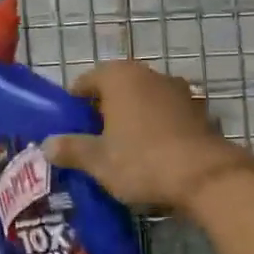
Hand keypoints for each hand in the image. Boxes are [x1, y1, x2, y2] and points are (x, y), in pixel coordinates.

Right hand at [44, 59, 249, 212]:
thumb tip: (47, 145)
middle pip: (116, 88)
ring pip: (143, 101)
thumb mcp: (98, 160)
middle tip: (93, 139)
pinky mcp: (199, 112)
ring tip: (124, 148)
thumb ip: (71, 149)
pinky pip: (167, 116)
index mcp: (119, 76)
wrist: (206, 178)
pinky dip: (157, 128)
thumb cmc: (142, 161)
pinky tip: (154, 154)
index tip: (69, 127)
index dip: (74, 103)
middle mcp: (148, 74)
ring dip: (133, 118)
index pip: (85, 81)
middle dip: (104, 110)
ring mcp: (178, 91)